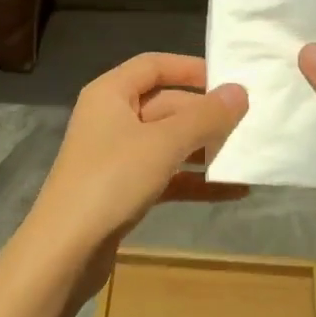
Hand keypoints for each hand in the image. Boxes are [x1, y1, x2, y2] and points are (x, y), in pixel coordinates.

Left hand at [5, 54, 248, 308]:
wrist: (65, 251)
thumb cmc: (112, 181)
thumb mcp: (163, 144)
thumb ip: (204, 117)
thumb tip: (239, 91)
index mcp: (110, 94)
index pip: (154, 66)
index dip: (191, 69)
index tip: (230, 80)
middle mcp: (111, 118)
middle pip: (166, 105)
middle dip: (205, 115)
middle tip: (250, 123)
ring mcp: (116, 156)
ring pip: (168, 142)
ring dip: (205, 148)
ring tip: (248, 154)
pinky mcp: (123, 191)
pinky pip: (166, 175)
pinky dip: (195, 181)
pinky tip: (234, 190)